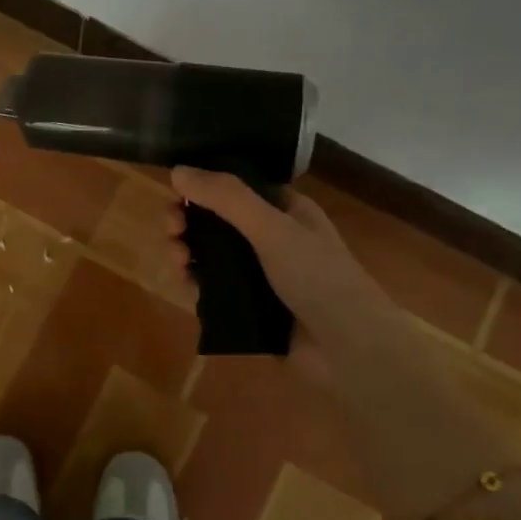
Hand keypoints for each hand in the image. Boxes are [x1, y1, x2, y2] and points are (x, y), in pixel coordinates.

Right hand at [167, 167, 400, 379]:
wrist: (349, 348)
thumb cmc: (317, 276)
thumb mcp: (271, 227)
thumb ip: (226, 197)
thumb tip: (177, 170)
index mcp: (285, 210)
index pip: (236, 187)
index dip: (203, 187)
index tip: (176, 194)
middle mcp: (273, 238)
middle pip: (218, 221)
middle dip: (189, 221)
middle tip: (171, 231)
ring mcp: (262, 275)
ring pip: (212, 256)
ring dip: (188, 252)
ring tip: (178, 261)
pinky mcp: (252, 308)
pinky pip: (215, 290)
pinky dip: (196, 283)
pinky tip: (185, 284)